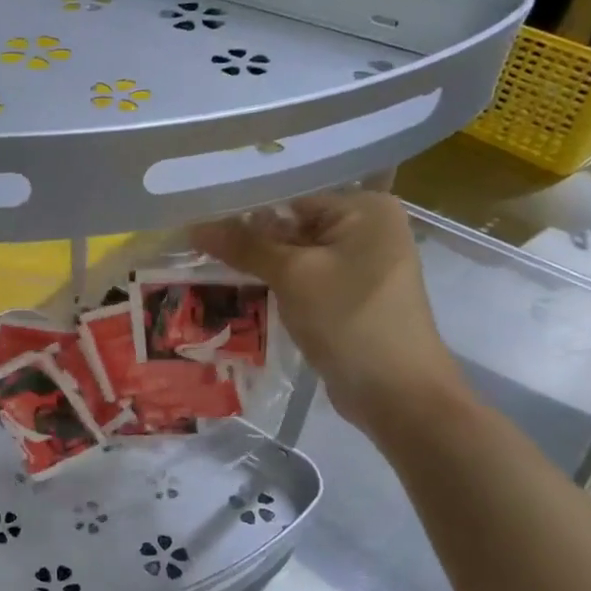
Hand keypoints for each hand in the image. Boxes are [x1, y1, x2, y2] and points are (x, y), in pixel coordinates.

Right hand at [190, 192, 464, 438]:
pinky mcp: (347, 295)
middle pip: (291, 224)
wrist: (397, 394)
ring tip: (203, 263)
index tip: (199, 216)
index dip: (243, 208)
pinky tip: (234, 286)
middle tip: (193, 242)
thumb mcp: (293, 276)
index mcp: (365, 208)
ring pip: (294, 254)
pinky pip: (303, 278)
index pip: (290, 196)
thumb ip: (245, 246)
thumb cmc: (350, 320)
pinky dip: (273, 282)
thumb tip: (195, 226)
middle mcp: (366, 228)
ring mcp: (359, 264)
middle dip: (247, 238)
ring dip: (256, 262)